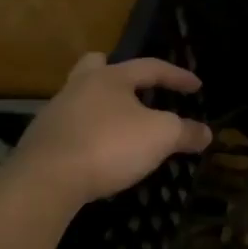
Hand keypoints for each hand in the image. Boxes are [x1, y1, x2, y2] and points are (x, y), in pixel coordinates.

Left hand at [8, 53, 211, 206]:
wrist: (45, 181)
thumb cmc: (109, 146)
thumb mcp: (161, 137)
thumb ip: (185, 132)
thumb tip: (206, 133)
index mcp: (110, 78)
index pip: (150, 67)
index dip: (177, 76)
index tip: (197, 87)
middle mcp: (79, 87)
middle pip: (96, 67)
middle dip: (116, 73)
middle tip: (133, 85)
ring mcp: (55, 114)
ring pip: (81, 99)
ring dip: (102, 107)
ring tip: (120, 126)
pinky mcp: (41, 143)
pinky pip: (71, 129)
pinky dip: (88, 135)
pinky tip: (98, 152)